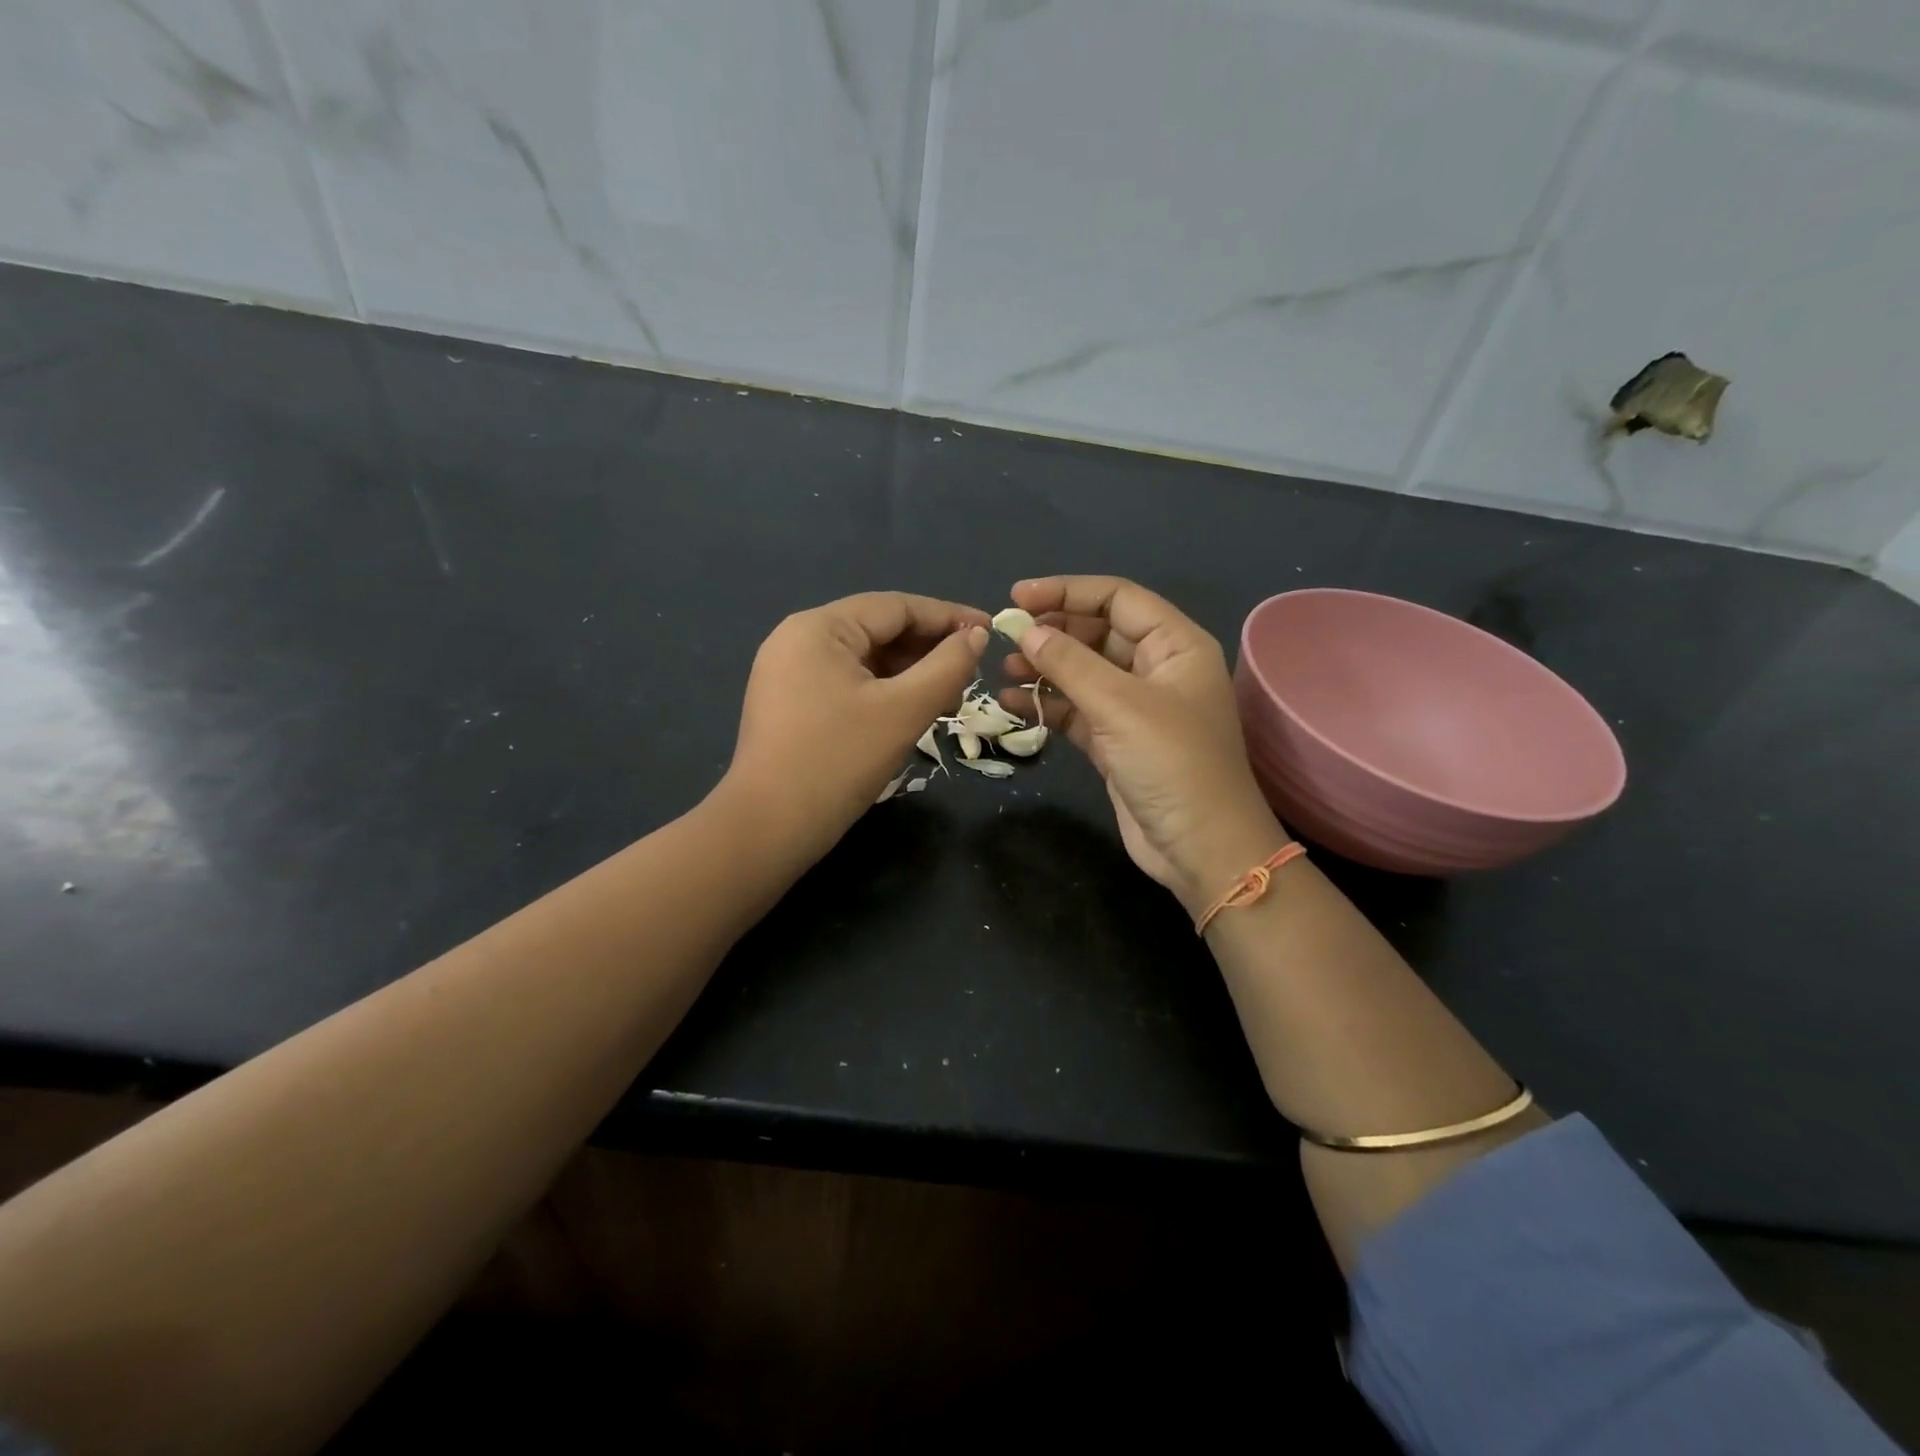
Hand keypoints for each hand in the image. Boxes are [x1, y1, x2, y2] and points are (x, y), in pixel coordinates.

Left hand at [722, 592, 989, 862]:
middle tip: (973, 672)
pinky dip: (884, 692)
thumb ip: (947, 667)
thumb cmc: (839, 761)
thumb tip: (976, 635)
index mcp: (819, 628)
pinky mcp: (789, 704)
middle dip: (929, 649)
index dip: (948, 616)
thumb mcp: (903, 711)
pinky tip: (912, 710)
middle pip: (878, 630)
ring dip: (910, 673)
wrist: (769, 828)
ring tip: (949, 697)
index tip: (991, 630)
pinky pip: (847, 683)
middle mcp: (798, 639)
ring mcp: (788, 673)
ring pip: (864, 660)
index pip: (896, 607)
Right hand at [1000, 576, 1288, 915]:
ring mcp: (1136, 707)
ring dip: (1044, 668)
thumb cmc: (1173, 765)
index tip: (1017, 598)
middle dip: (1052, 632)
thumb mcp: (1121, 706)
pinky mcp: (1116, 742)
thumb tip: (1025, 631)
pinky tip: (1012, 703)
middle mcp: (1157, 669)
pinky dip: (1047, 704)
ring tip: (1004, 671)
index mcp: (1176, 645)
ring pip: (1083, 672)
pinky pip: (1076, 710)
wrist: (1201, 849)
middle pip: (1097, 632)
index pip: (1117, 598)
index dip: (1066, 592)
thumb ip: (1071, 663)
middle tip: (1006, 637)